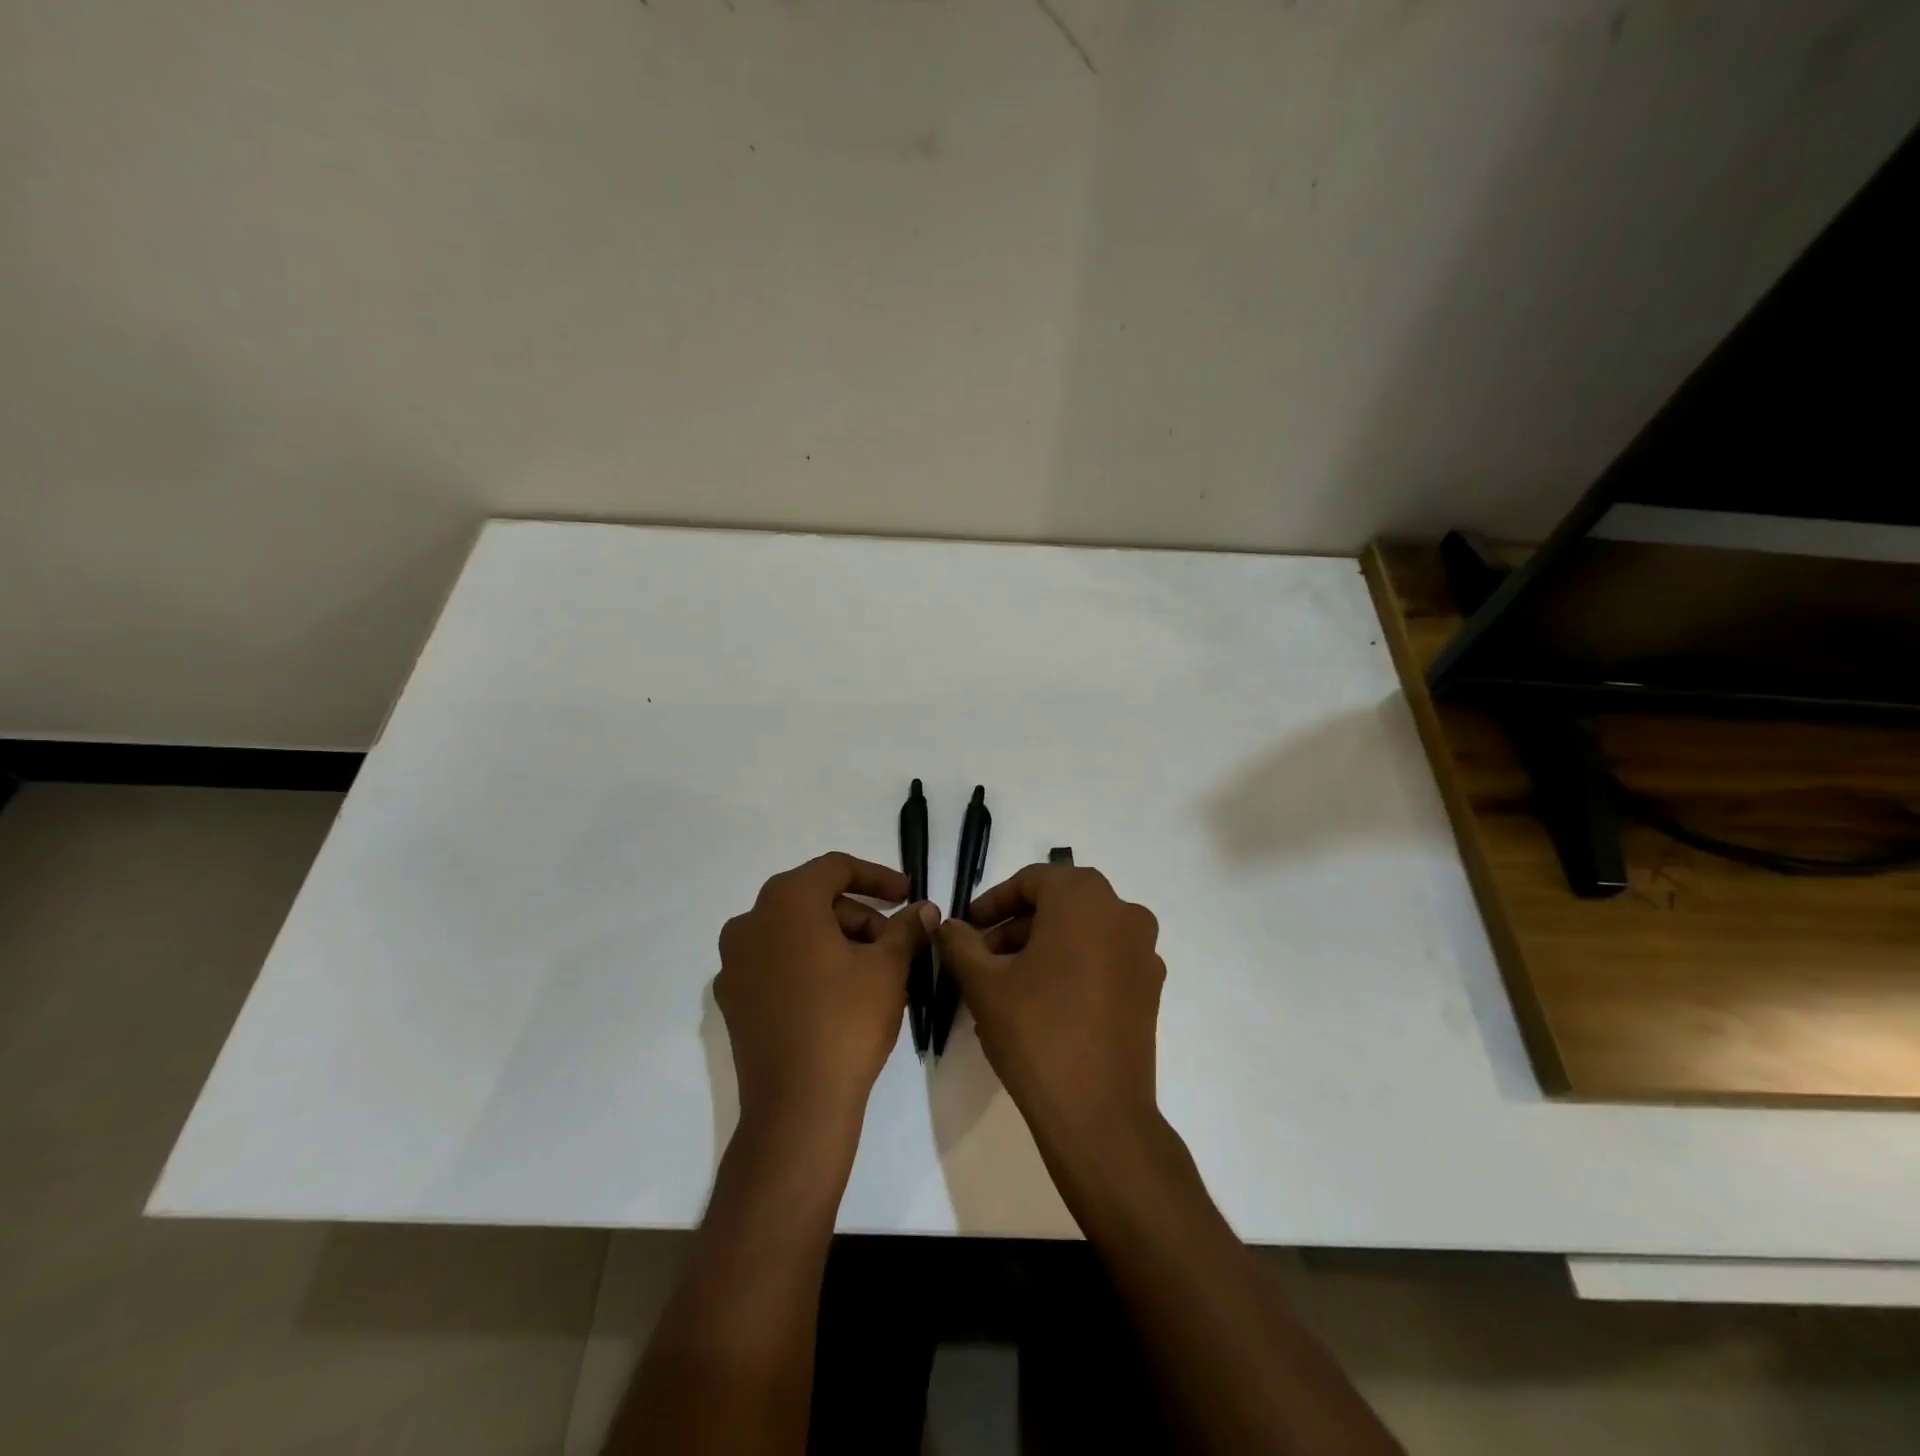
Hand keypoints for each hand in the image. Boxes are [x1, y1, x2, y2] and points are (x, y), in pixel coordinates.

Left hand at [715, 852, 936, 1136]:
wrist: (797, 1106)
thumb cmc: (846, 1020)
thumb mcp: (888, 967)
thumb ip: (907, 929)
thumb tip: (925, 909)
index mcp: (786, 902)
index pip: (836, 868)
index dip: (878, 877)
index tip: (909, 895)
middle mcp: (750, 922)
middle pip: (815, 901)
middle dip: (861, 917)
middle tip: (897, 944)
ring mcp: (735, 963)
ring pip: (796, 934)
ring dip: (839, 942)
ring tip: (878, 975)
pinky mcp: (734, 1000)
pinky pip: (778, 964)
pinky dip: (811, 966)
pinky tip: (843, 995)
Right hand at [935, 864, 1164, 1147]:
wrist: (1098, 1113)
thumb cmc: (1036, 1032)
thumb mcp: (984, 983)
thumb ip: (960, 943)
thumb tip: (947, 924)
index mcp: (1084, 897)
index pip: (1031, 881)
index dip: (993, 903)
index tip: (967, 929)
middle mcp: (1122, 911)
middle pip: (1058, 904)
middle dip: (1016, 927)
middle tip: (981, 957)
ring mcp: (1143, 950)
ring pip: (1082, 932)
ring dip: (1043, 946)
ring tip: (1006, 984)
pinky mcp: (1150, 987)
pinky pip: (1104, 958)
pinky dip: (1072, 966)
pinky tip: (1044, 1002)